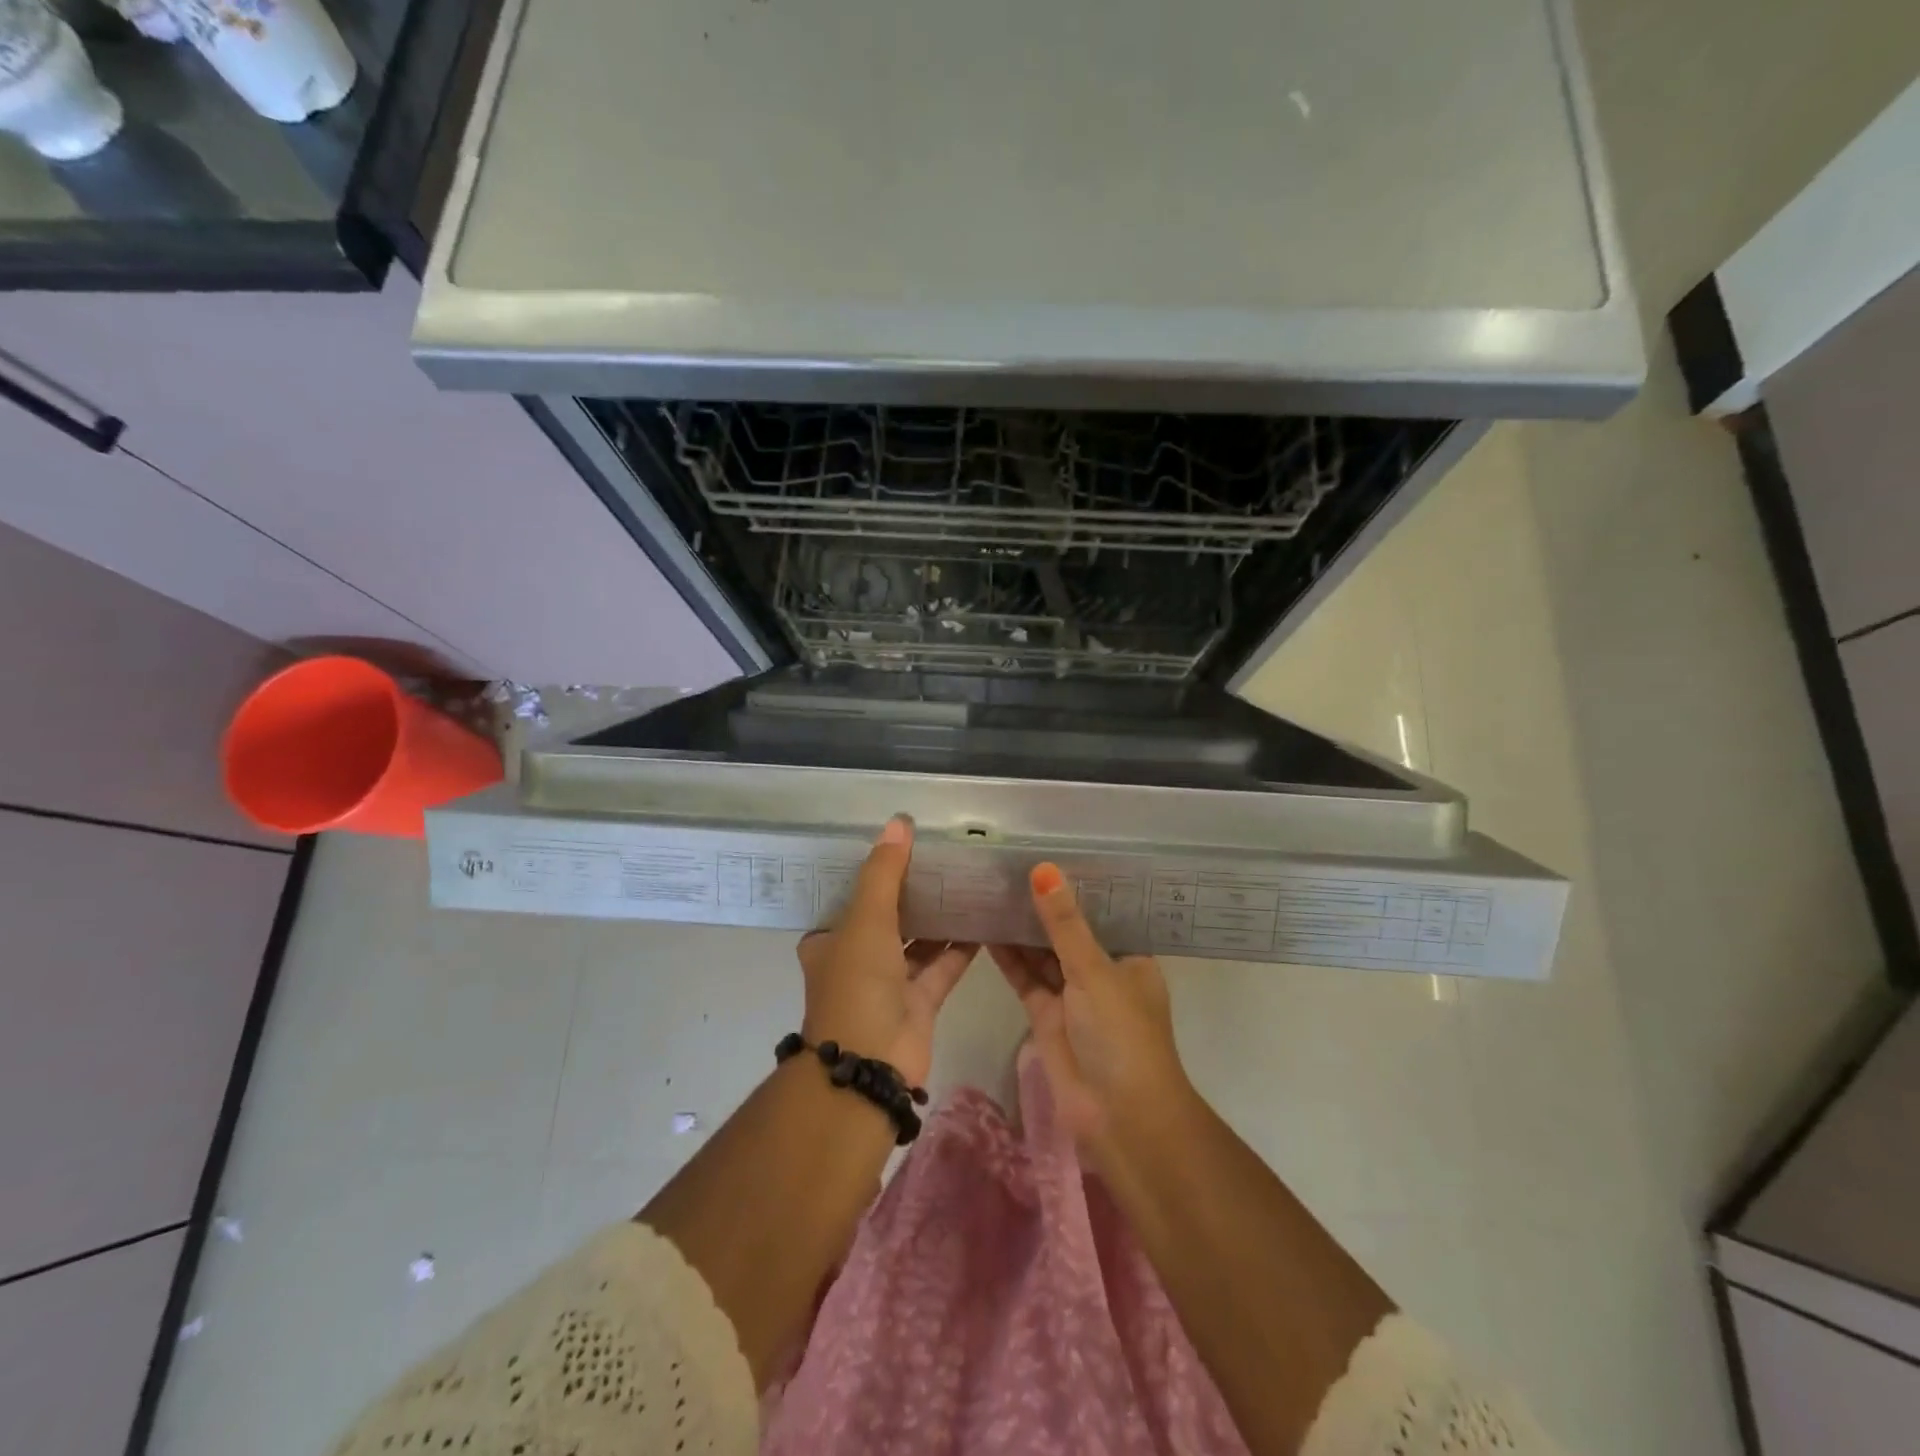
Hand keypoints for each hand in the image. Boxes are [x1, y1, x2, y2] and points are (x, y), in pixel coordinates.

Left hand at [797, 816, 976, 1086]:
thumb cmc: (857, 983)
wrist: (871, 1063)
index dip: (875, 872)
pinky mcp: (920, 1002)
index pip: (852, 897)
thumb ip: (885, 872)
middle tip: (945, 857)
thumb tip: (900, 822)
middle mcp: (857, 959)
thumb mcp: (866, 919)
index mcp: (831, 940)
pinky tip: (985, 919)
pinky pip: (942, 965)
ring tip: (968, 881)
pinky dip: (960, 946)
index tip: (904, 845)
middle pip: (889, 917)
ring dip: (939, 917)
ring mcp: (889, 984)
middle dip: (914, 892)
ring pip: (918, 941)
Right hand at [990, 863, 1192, 1163]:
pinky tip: (985, 929)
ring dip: (1021, 928)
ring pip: (1043, 953)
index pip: (1102, 910)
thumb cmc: (1121, 1035)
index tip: (1047, 850)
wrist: (1119, 1118)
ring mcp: (1073, 996)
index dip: (1076, 884)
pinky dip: (1008, 958)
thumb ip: (1064, 922)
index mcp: (1129, 956)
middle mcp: (1102, 971)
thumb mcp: (1094, 970)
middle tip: (1006, 865)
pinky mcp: (1046, 1017)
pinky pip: (1026, 978)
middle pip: (1068, 930)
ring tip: (990, 889)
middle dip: (1042, 905)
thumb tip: (1044, 868)